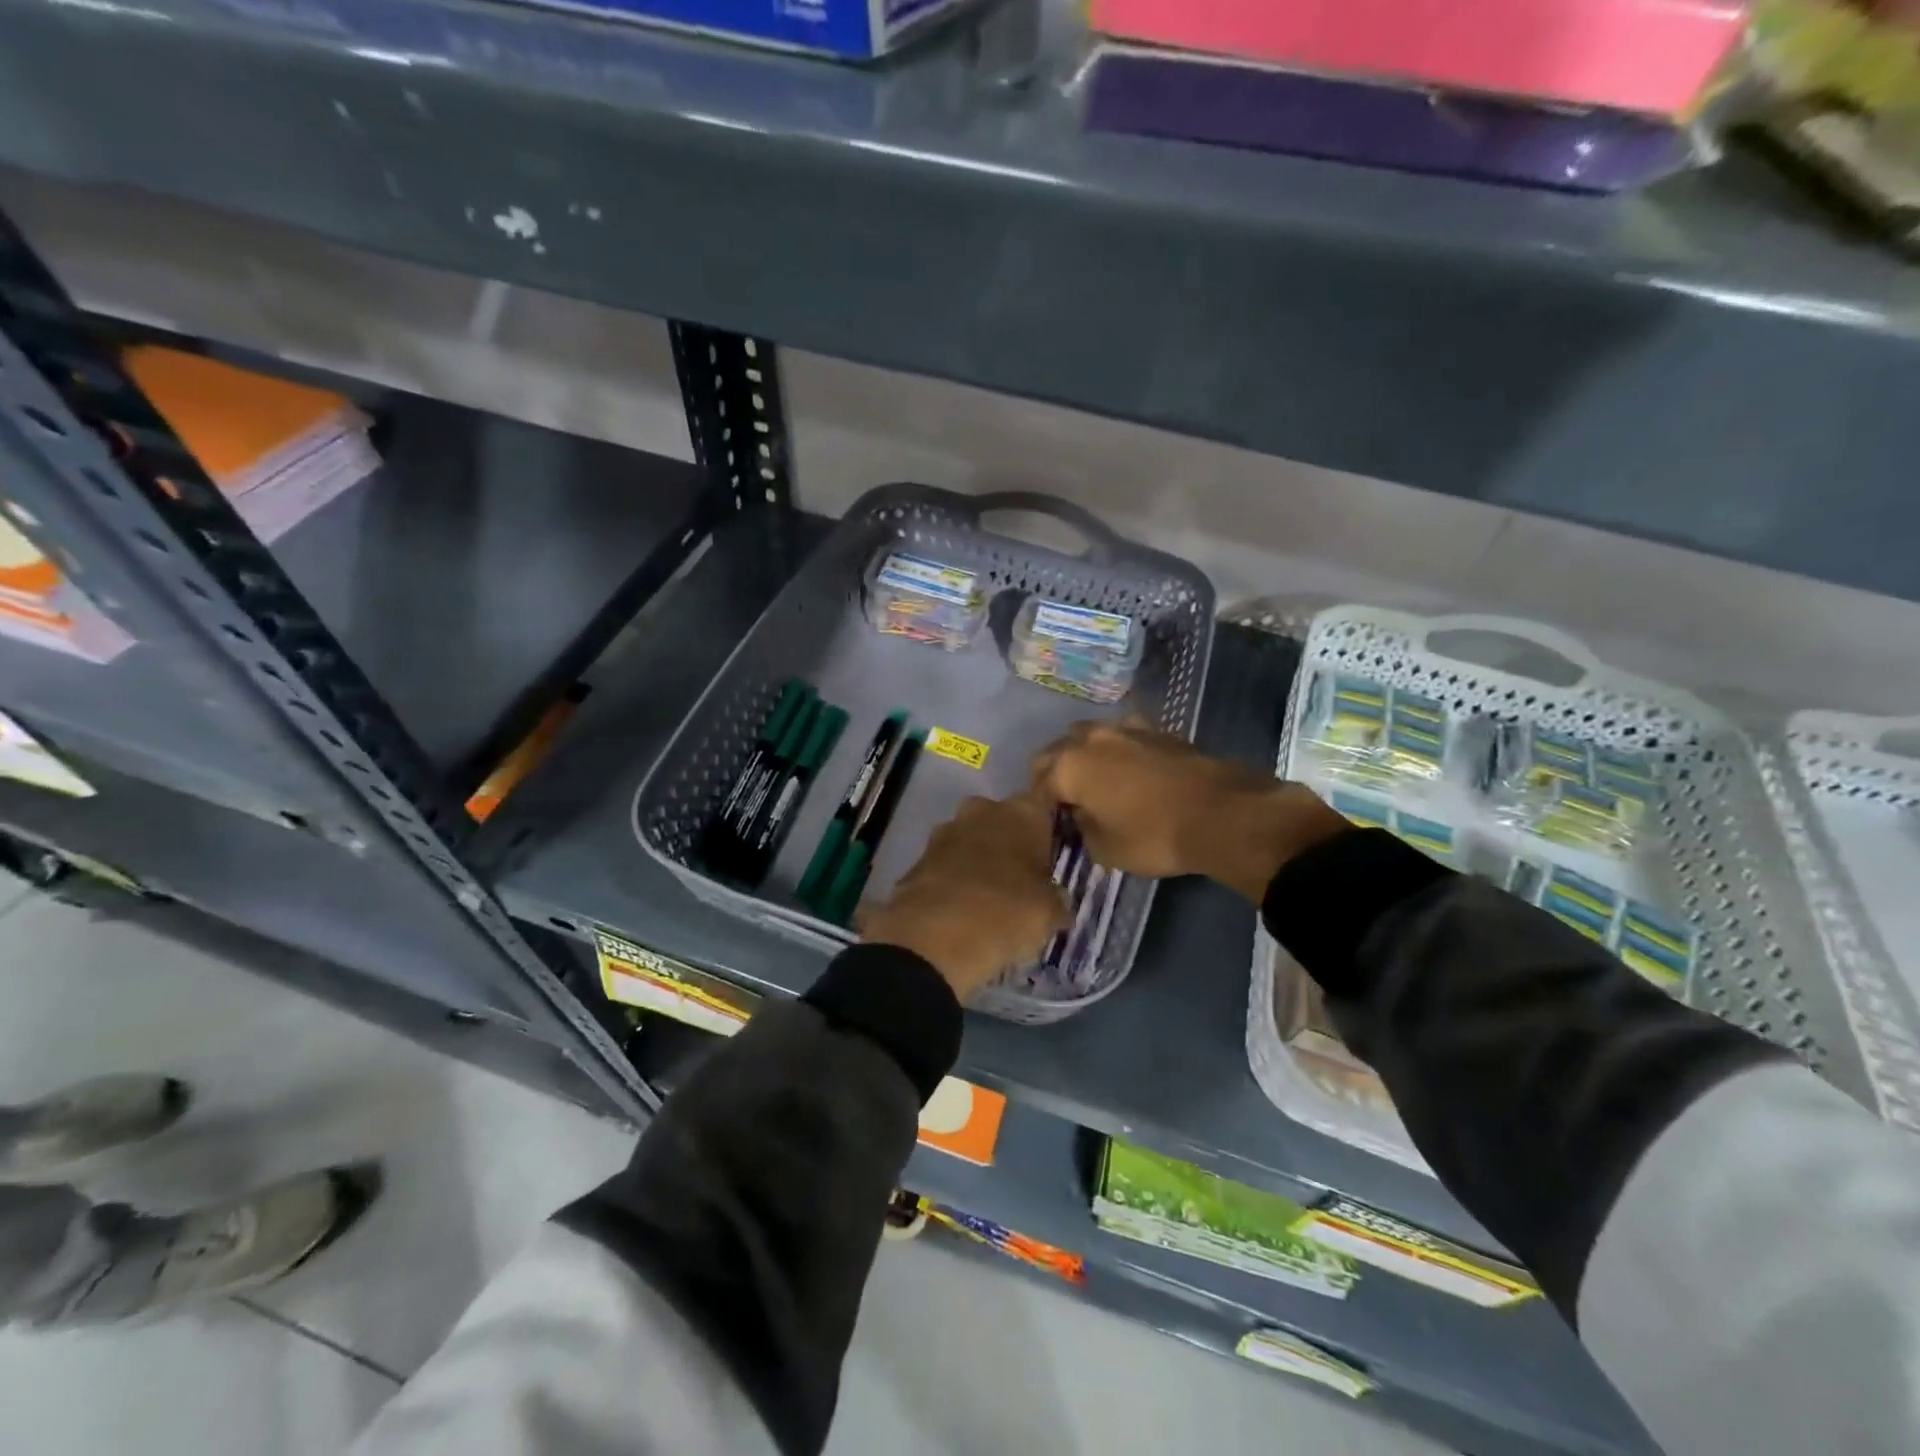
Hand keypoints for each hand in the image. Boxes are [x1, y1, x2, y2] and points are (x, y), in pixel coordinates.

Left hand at [860, 793, 1070, 1000]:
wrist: (934, 936)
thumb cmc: (1007, 913)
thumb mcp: (1049, 914)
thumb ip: (1056, 900)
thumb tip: (1058, 901)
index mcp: (1023, 812)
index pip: (1043, 803)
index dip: (1047, 825)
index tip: (1052, 848)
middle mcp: (983, 810)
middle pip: (1002, 818)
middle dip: (1009, 840)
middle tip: (1021, 875)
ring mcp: (946, 829)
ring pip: (970, 837)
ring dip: (978, 857)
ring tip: (988, 893)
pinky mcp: (919, 855)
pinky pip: (945, 861)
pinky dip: (952, 876)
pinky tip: (959, 904)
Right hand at [1031, 720, 1347, 902]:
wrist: (1223, 814)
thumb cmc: (1153, 836)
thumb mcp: (1104, 849)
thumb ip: (1080, 828)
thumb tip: (1080, 815)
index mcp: (1069, 765)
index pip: (1037, 783)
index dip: (1040, 807)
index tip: (1049, 825)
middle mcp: (1091, 738)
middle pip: (1057, 751)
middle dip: (1055, 774)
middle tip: (1066, 803)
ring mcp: (1126, 728)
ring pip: (1089, 736)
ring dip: (1085, 756)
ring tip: (1096, 783)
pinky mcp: (1157, 730)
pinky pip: (1123, 737)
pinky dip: (1117, 752)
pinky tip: (1129, 772)